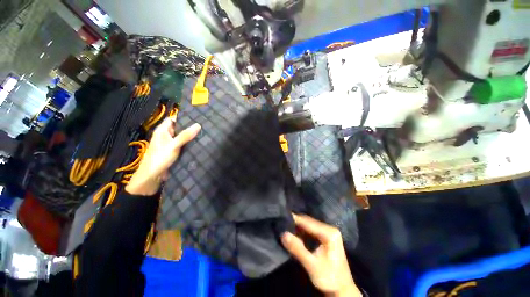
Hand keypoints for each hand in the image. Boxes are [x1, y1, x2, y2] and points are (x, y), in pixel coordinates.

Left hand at [126, 118, 200, 195]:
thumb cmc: (160, 158)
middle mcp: (166, 135)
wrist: (152, 176)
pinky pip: (182, 145)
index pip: (173, 119)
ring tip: (204, 134)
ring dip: (190, 136)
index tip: (197, 117)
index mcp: (162, 130)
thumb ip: (185, 136)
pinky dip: (189, 144)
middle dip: (189, 127)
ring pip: (181, 137)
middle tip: (204, 126)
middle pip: (179, 128)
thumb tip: (198, 125)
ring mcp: (170, 144)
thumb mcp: (174, 145)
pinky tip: (198, 144)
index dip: (183, 117)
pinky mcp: (173, 151)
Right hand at [281, 214, 360, 296]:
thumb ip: (298, 249)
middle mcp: (329, 229)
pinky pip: (310, 231)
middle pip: (308, 222)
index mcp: (329, 233)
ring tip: (284, 227)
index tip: (281, 218)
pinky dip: (301, 232)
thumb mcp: (312, 265)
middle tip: (281, 223)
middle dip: (295, 223)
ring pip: (308, 225)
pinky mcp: (325, 237)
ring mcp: (328, 232)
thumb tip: (283, 234)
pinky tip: (293, 234)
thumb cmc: (329, 278)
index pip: (308, 222)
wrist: (342, 290)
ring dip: (297, 227)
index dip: (294, 219)